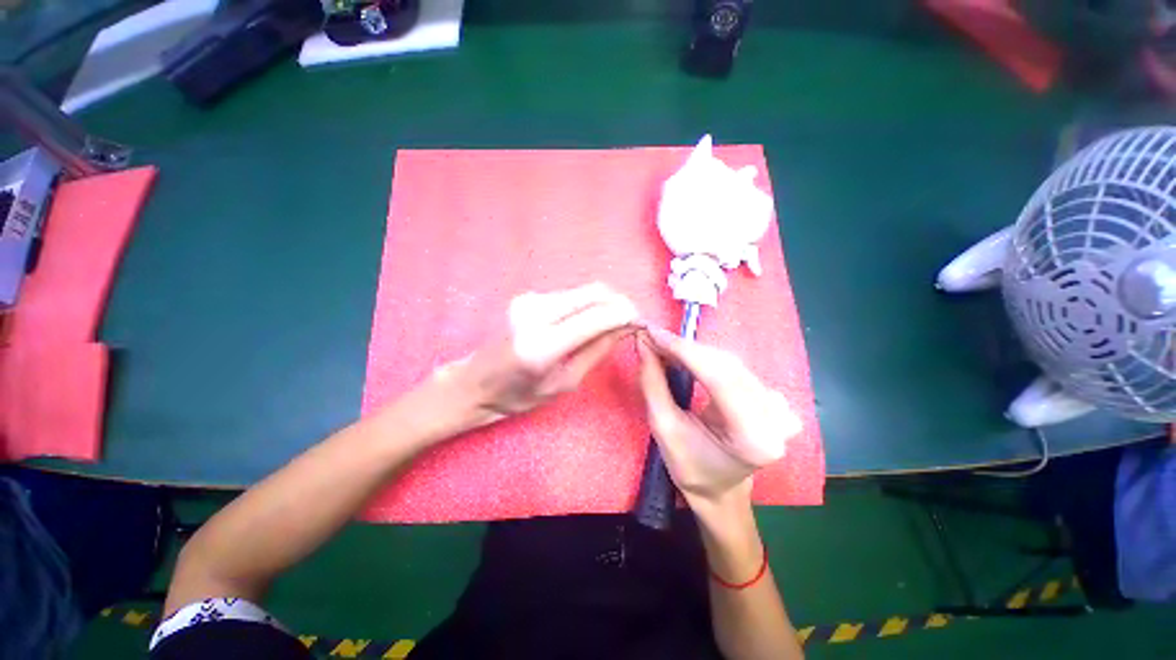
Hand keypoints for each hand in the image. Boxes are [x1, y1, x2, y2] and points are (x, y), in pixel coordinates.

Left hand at [437, 283, 638, 431]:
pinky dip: (587, 305)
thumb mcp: (565, 382)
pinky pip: (571, 295)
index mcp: (543, 344)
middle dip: (619, 303)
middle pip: (594, 292)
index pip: (597, 315)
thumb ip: (597, 350)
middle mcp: (535, 312)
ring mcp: (530, 299)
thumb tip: (625, 326)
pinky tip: (589, 321)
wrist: (476, 382)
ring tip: (612, 323)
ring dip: (604, 303)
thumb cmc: (519, 395)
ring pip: (584, 291)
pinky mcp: (529, 296)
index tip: (641, 322)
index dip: (625, 314)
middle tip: (631, 320)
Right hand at [636, 327, 798, 509]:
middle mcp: (776, 419)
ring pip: (732, 364)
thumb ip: (653, 384)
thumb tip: (644, 343)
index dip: (684, 350)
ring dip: (696, 353)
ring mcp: (781, 408)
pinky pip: (738, 369)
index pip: (719, 378)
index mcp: (753, 437)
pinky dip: (709, 360)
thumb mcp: (663, 428)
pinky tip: (691, 361)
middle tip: (655, 340)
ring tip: (667, 349)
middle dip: (686, 349)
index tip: (654, 333)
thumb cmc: (690, 467)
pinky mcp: (776, 400)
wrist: (720, 489)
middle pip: (727, 367)